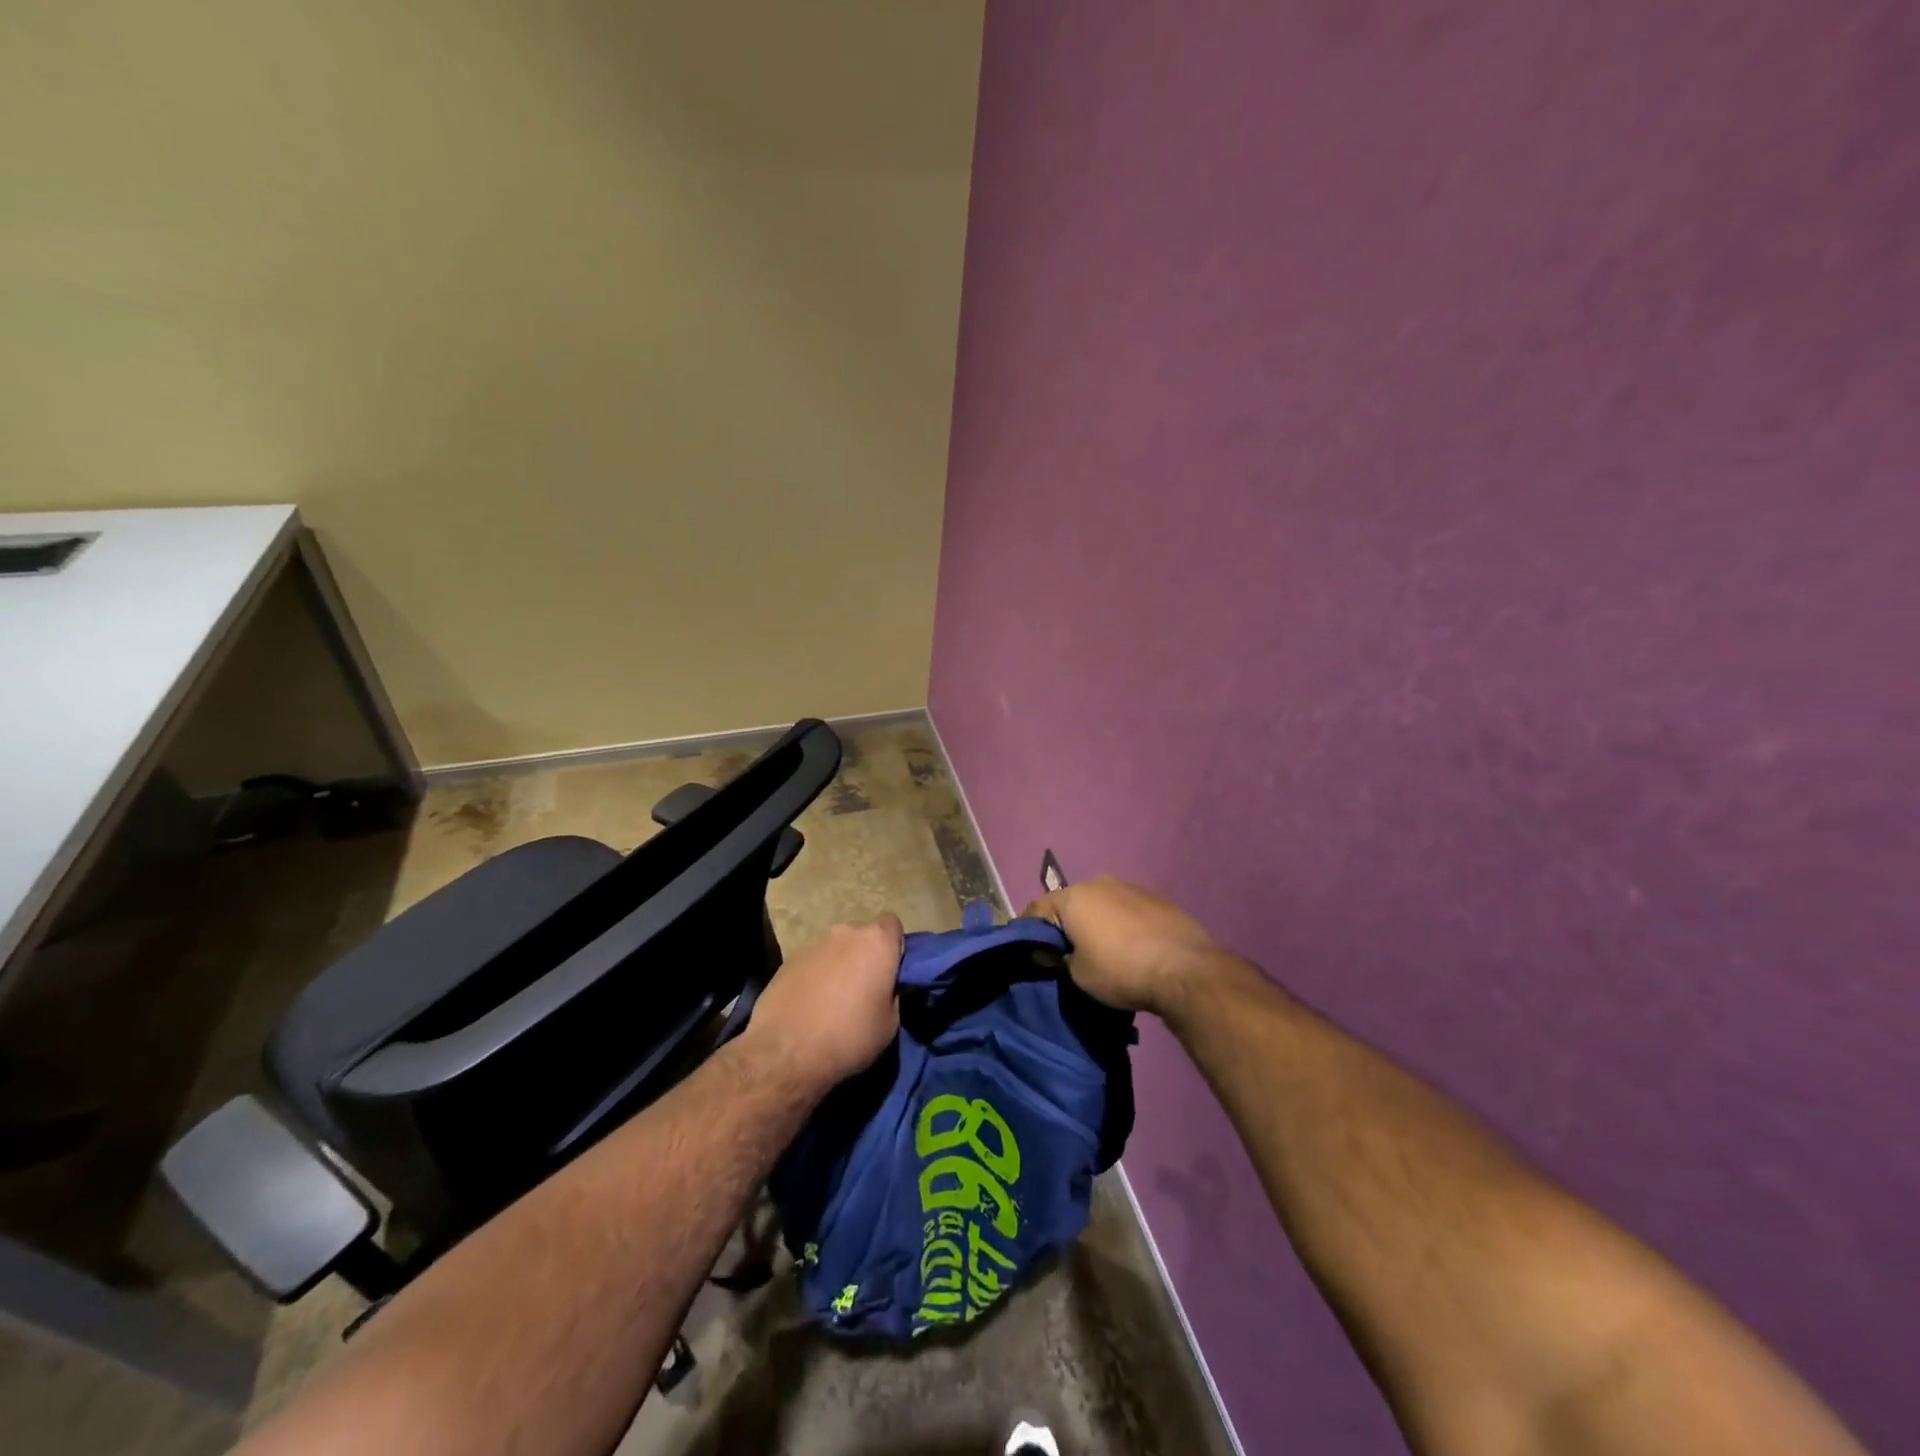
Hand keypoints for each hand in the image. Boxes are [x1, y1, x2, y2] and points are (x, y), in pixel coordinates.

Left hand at [744, 915, 903, 1086]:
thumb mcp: (890, 1024)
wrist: (786, 1052)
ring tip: (833, 1000)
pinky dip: (815, 976)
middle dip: (865, 957)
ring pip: (836, 949)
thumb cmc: (849, 1036)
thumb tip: (886, 988)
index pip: (892, 925)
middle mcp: (846, 933)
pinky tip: (809, 1004)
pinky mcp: (788, 959)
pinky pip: (812, 962)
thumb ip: (893, 994)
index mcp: (876, 942)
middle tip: (863, 990)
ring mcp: (814, 943)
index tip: (890, 972)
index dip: (893, 946)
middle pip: (862, 937)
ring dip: (838, 966)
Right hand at [1025, 877, 1224, 1017]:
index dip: (1028, 931)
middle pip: (1070, 903)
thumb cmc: (1121, 971)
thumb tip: (1051, 952)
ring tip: (1100, 948)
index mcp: (1073, 897)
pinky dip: (1120, 922)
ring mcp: (1130, 886)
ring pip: (1100, 903)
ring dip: (1094, 921)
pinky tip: (1129, 944)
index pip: (1037, 909)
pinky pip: (1125, 908)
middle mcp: (1098, 883)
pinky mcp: (1156, 897)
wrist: (1184, 969)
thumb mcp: (1078, 975)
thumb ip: (1058, 959)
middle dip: (1064, 924)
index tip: (1029, 951)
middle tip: (1064, 952)